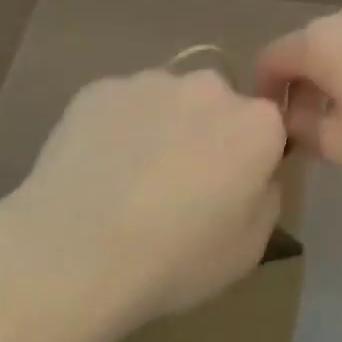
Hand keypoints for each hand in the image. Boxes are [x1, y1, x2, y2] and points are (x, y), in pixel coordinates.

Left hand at [0, 68, 287, 332]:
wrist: (73, 253)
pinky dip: (116, 129)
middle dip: (207, 134)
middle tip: (179, 185)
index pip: (268, 129)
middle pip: (218, 106)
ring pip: (168, 101)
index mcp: (256, 124)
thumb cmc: (175, 259)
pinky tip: (95, 172)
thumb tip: (254, 177)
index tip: (229, 192)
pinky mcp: (98, 90)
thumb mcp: (250, 248)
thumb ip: (265, 198)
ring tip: (128, 180)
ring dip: (162, 128)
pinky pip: (121, 106)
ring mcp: (150, 83)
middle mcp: (210, 88)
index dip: (251, 160)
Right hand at [254, 0, 341, 173]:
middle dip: (302, 90)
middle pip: (306, 51)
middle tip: (313, 132)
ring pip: (341, 48)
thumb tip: (294, 116)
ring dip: (335, 81)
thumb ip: (304, 130)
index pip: (270, 60)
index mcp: (318, 39)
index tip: (275, 127)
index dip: (264, 94)